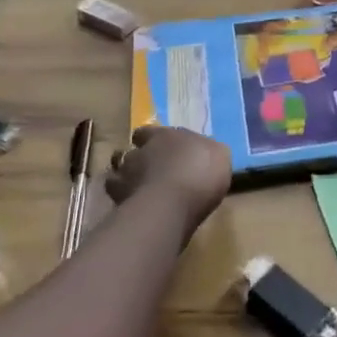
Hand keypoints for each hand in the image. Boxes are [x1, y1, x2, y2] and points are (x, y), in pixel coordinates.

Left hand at [106, 124, 231, 227]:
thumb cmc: (200, 173)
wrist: (171, 204)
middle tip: (151, 172)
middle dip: (139, 160)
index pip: (148, 132)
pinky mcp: (119, 199)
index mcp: (165, 135)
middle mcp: (141, 151)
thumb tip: (206, 151)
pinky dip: (123, 198)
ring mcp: (126, 174)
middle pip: (133, 151)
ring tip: (138, 189)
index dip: (151, 139)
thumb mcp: (219, 156)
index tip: (158, 148)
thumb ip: (209, 151)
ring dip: (128, 178)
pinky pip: (117, 195)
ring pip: (119, 172)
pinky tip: (133, 205)